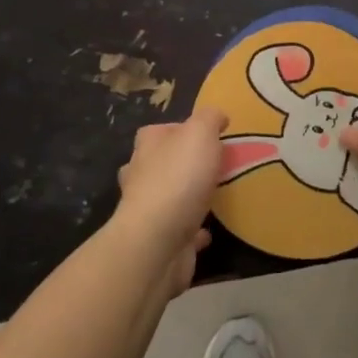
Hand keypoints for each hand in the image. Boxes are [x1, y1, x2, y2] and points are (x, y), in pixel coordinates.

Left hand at [112, 105, 227, 294]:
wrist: (157, 241)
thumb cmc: (179, 178)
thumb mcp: (200, 133)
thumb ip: (209, 118)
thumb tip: (217, 116)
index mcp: (148, 145)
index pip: (161, 129)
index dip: (184, 130)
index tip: (211, 137)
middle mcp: (141, 174)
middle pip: (162, 162)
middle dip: (183, 164)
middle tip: (215, 166)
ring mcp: (147, 209)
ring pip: (169, 196)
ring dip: (187, 196)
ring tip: (216, 196)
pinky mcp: (158, 239)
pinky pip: (180, 230)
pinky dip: (193, 230)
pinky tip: (209, 231)